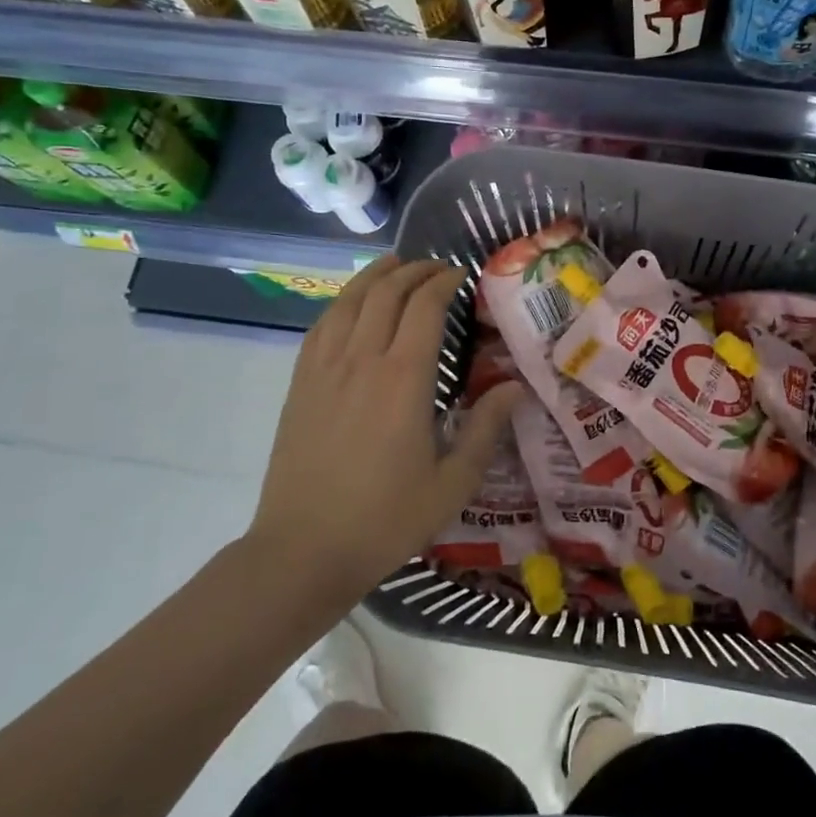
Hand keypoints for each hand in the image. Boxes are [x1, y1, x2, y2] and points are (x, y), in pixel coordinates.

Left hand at [245, 256, 523, 603]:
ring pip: (349, 301)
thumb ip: (485, 428)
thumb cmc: (386, 519)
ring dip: (375, 276)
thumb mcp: (452, 482)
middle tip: (436, 268)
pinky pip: (321, 325)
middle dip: (414, 271)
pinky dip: (342, 302)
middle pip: (386, 293)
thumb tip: (514, 387)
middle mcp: (362, 360)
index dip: (444, 281)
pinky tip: (351, 304)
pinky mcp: (300, 384)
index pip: (425, 306)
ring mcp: (325, 369)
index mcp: (404, 378)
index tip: (461, 275)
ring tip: (395, 266)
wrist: (304, 550)